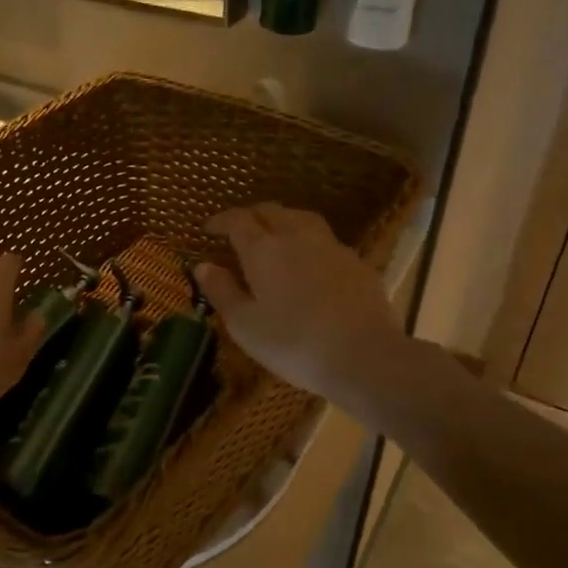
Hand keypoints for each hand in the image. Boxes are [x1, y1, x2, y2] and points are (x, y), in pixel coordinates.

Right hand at [196, 204, 403, 404]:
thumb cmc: (293, 343)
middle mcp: (297, 237)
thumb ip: (221, 291)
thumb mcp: (244, 325)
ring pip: (302, 218)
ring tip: (275, 236)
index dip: (221, 221)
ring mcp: (332, 247)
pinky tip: (310, 264)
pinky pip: (326, 241)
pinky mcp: (357, 263)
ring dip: (282, 221)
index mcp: (264, 249)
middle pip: (271, 211)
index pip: (238, 221)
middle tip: (239, 230)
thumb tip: (203, 266)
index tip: (208, 228)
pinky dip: (310, 244)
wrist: (364, 356)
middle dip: (251, 215)